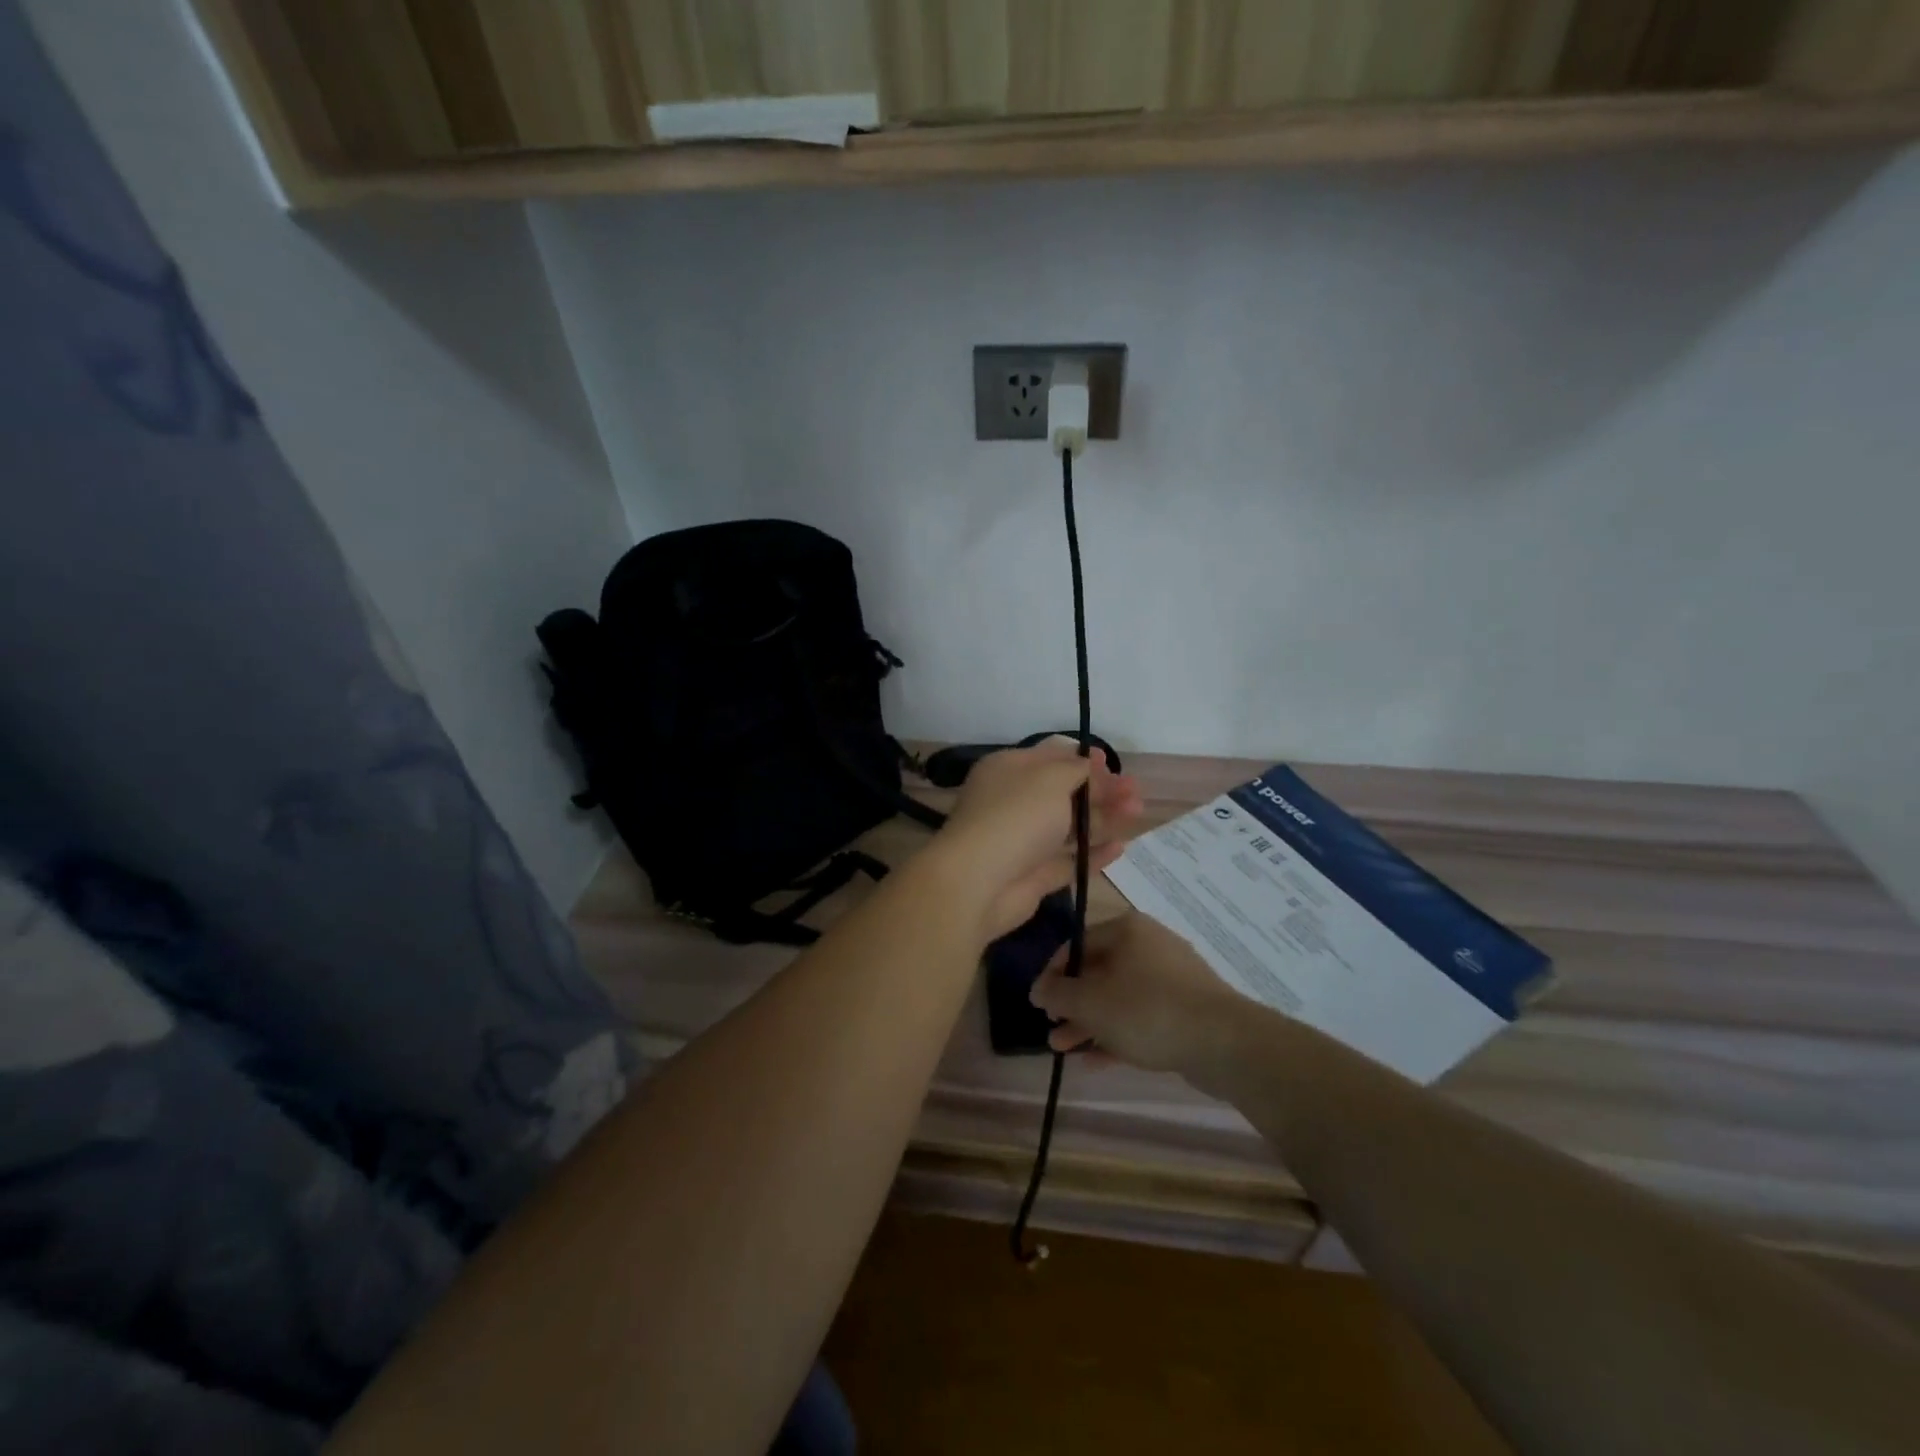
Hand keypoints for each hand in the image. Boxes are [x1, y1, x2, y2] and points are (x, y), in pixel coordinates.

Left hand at [929, 738, 1141, 942]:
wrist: (979, 881)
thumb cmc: (1016, 816)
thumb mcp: (1050, 779)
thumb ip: (1077, 771)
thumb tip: (1091, 768)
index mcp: (1009, 770)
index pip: (1049, 758)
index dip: (1082, 760)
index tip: (1112, 764)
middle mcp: (1014, 802)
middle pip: (1064, 793)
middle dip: (1101, 790)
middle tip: (1136, 791)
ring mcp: (1023, 841)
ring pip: (1069, 827)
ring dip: (1104, 818)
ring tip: (1137, 813)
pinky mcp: (1033, 875)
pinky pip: (1068, 860)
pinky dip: (1093, 853)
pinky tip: (1121, 848)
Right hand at [1029, 912, 1246, 1072]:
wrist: (1223, 1042)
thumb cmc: (1146, 1010)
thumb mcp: (1090, 1002)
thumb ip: (1057, 994)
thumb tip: (1037, 989)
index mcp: (1126, 930)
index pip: (1076, 944)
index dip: (1052, 974)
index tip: (1038, 1003)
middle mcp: (1149, 945)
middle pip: (1098, 972)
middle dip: (1070, 1004)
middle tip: (1050, 1029)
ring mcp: (1171, 978)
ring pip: (1118, 997)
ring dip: (1089, 1022)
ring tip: (1063, 1049)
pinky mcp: (1186, 1009)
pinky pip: (1141, 1017)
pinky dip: (1117, 1034)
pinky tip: (1095, 1061)